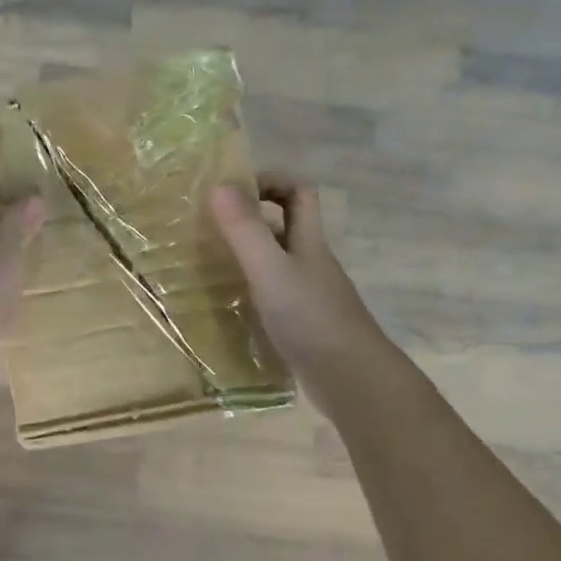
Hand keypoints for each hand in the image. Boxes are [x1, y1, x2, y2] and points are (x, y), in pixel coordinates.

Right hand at [210, 173, 389, 413]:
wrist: (352, 379)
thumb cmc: (311, 318)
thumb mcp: (270, 270)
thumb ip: (245, 231)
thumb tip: (218, 184)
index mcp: (309, 241)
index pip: (299, 192)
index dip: (270, 181)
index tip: (233, 190)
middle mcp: (312, 262)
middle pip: (286, 226)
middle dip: (251, 220)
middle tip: (209, 227)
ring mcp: (311, 295)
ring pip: (278, 262)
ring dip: (247, 258)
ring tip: (207, 265)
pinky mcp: (305, 324)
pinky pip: (274, 295)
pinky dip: (251, 292)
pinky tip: (228, 307)